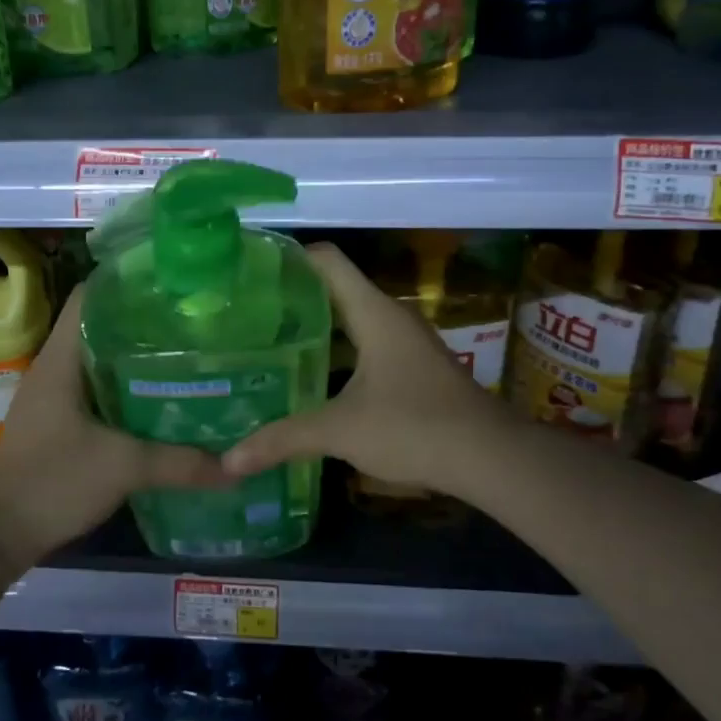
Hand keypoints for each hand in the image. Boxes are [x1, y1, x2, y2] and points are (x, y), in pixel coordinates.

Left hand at [0, 288, 230, 569]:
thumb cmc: (52, 482)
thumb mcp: (123, 467)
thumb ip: (182, 463)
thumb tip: (238, 466)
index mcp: (62, 358)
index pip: (91, 295)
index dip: (128, 280)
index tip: (173, 283)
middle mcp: (56, 368)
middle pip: (102, 325)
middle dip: (146, 320)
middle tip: (195, 321)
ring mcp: (55, 397)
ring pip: (101, 360)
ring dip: (138, 357)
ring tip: (187, 354)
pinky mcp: (59, 423)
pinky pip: (98, 391)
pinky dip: (128, 389)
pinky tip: (162, 400)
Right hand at [220, 243, 517, 497]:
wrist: (490, 457)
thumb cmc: (414, 426)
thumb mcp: (341, 431)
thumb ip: (283, 439)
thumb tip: (230, 461)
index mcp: (373, 312)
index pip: (326, 260)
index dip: (288, 258)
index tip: (249, 273)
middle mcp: (390, 318)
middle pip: (333, 290)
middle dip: (291, 301)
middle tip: (245, 316)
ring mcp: (404, 344)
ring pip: (350, 323)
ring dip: (313, 332)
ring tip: (267, 346)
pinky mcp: (412, 370)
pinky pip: (364, 348)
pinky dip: (335, 357)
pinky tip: (309, 382)